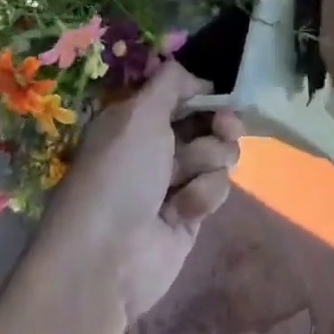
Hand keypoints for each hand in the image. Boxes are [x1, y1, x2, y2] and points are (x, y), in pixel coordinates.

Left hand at [50, 60, 241, 324]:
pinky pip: (215, 189)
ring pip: (217, 155)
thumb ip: (171, 83)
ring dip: (208, 161)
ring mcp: (174, 181)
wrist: (108, 257)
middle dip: (220, 123)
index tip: (219, 95)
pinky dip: (203, 194)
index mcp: (135, 119)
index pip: (180, 95)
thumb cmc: (119, 174)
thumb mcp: (139, 113)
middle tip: (226, 127)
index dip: (203, 93)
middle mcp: (154, 146)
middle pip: (206, 123)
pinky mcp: (190, 214)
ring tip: (186, 177)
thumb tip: (197, 77)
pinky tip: (183, 210)